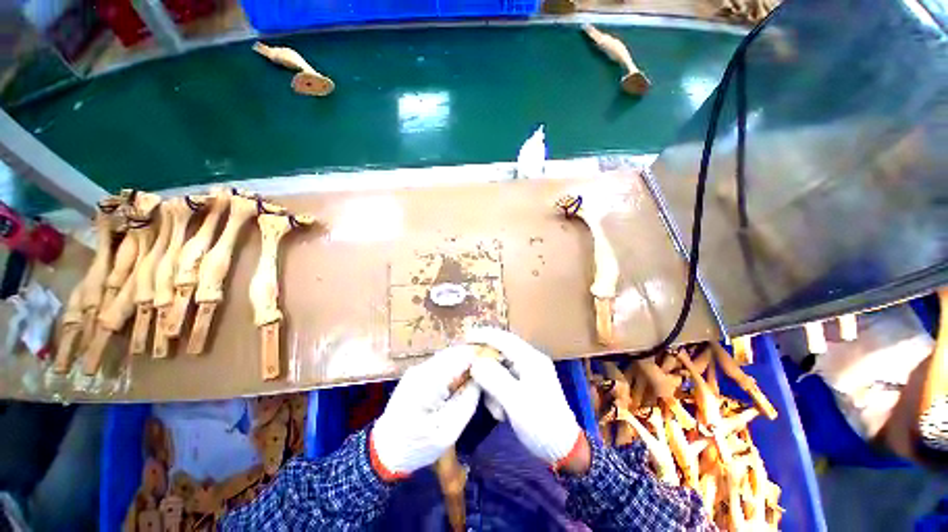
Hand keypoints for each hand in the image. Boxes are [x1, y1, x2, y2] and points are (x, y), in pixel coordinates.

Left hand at [370, 345, 480, 480]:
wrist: (384, 450)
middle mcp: (423, 367)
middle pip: (455, 352)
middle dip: (474, 359)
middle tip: (489, 374)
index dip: (481, 357)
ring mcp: (418, 369)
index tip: (496, 366)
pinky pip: (442, 364)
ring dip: (465, 363)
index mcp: (429, 380)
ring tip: (479, 377)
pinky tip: (462, 381)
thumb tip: (482, 377)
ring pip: (449, 356)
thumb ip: (467, 401)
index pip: (461, 356)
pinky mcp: (417, 373)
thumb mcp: (448, 431)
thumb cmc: (417, 446)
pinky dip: (455, 368)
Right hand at [467, 328, 587, 471]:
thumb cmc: (541, 423)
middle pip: (500, 352)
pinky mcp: (526, 385)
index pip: (503, 338)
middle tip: (470, 375)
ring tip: (496, 410)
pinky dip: (498, 394)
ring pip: (500, 368)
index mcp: (531, 359)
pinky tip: (501, 412)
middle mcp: (530, 360)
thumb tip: (475, 362)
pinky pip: (505, 380)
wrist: (563, 449)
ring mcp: (528, 372)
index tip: (464, 338)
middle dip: (486, 366)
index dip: (483, 335)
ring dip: (492, 386)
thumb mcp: (515, 401)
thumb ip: (494, 378)